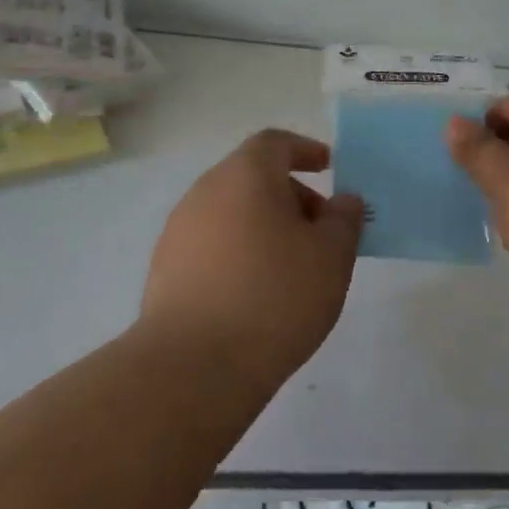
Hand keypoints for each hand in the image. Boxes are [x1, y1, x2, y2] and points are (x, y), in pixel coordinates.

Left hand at [140, 129, 364, 392]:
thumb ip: (344, 220)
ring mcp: (179, 230)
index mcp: (244, 175)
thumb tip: (344, 201)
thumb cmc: (275, 296)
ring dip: (263, 226)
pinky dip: (238, 252)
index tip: (328, 166)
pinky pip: (211, 244)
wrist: (194, 365)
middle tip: (320, 231)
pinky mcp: (165, 269)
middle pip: (252, 177)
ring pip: (231, 212)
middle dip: (290, 195)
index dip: (304, 150)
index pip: (274, 143)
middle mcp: (205, 191)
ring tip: (292, 267)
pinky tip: (255, 293)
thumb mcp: (332, 256)